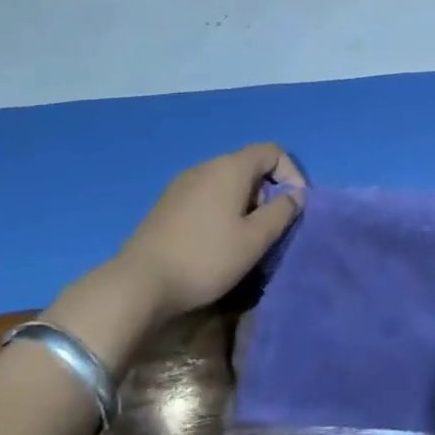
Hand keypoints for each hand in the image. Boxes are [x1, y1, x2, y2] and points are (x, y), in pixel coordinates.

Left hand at [116, 143, 305, 315]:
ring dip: (244, 202)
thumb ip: (281, 212)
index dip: (291, 173)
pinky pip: (206, 194)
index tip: (293, 206)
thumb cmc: (206, 258)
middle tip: (269, 226)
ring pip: (226, 181)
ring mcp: (182, 183)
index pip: (272, 151)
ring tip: (244, 237)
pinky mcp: (166, 203)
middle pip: (248, 165)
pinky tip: (214, 240)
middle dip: (267, 191)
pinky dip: (221, 208)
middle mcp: (206, 166)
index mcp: (230, 168)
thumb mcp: (254, 240)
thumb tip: (296, 195)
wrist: (138, 284)